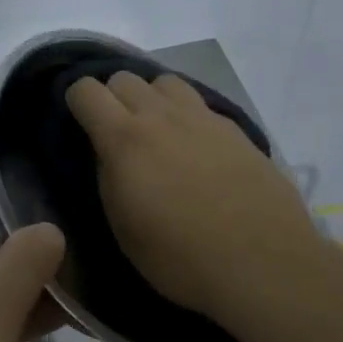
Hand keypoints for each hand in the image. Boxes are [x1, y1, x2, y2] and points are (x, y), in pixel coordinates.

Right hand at [64, 71, 319, 317]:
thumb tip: (108, 154)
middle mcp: (160, 116)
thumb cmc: (182, 258)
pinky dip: (186, 116)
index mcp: (124, 139)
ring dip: (152, 98)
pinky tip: (196, 148)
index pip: (86, 90)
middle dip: (112, 97)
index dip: (76, 101)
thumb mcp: (124, 228)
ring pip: (164, 81)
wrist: (265, 264)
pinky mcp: (234, 128)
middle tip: (117, 132)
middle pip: (124, 77)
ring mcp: (201, 117)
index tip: (79, 123)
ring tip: (157, 130)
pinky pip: (198, 104)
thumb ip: (109, 178)